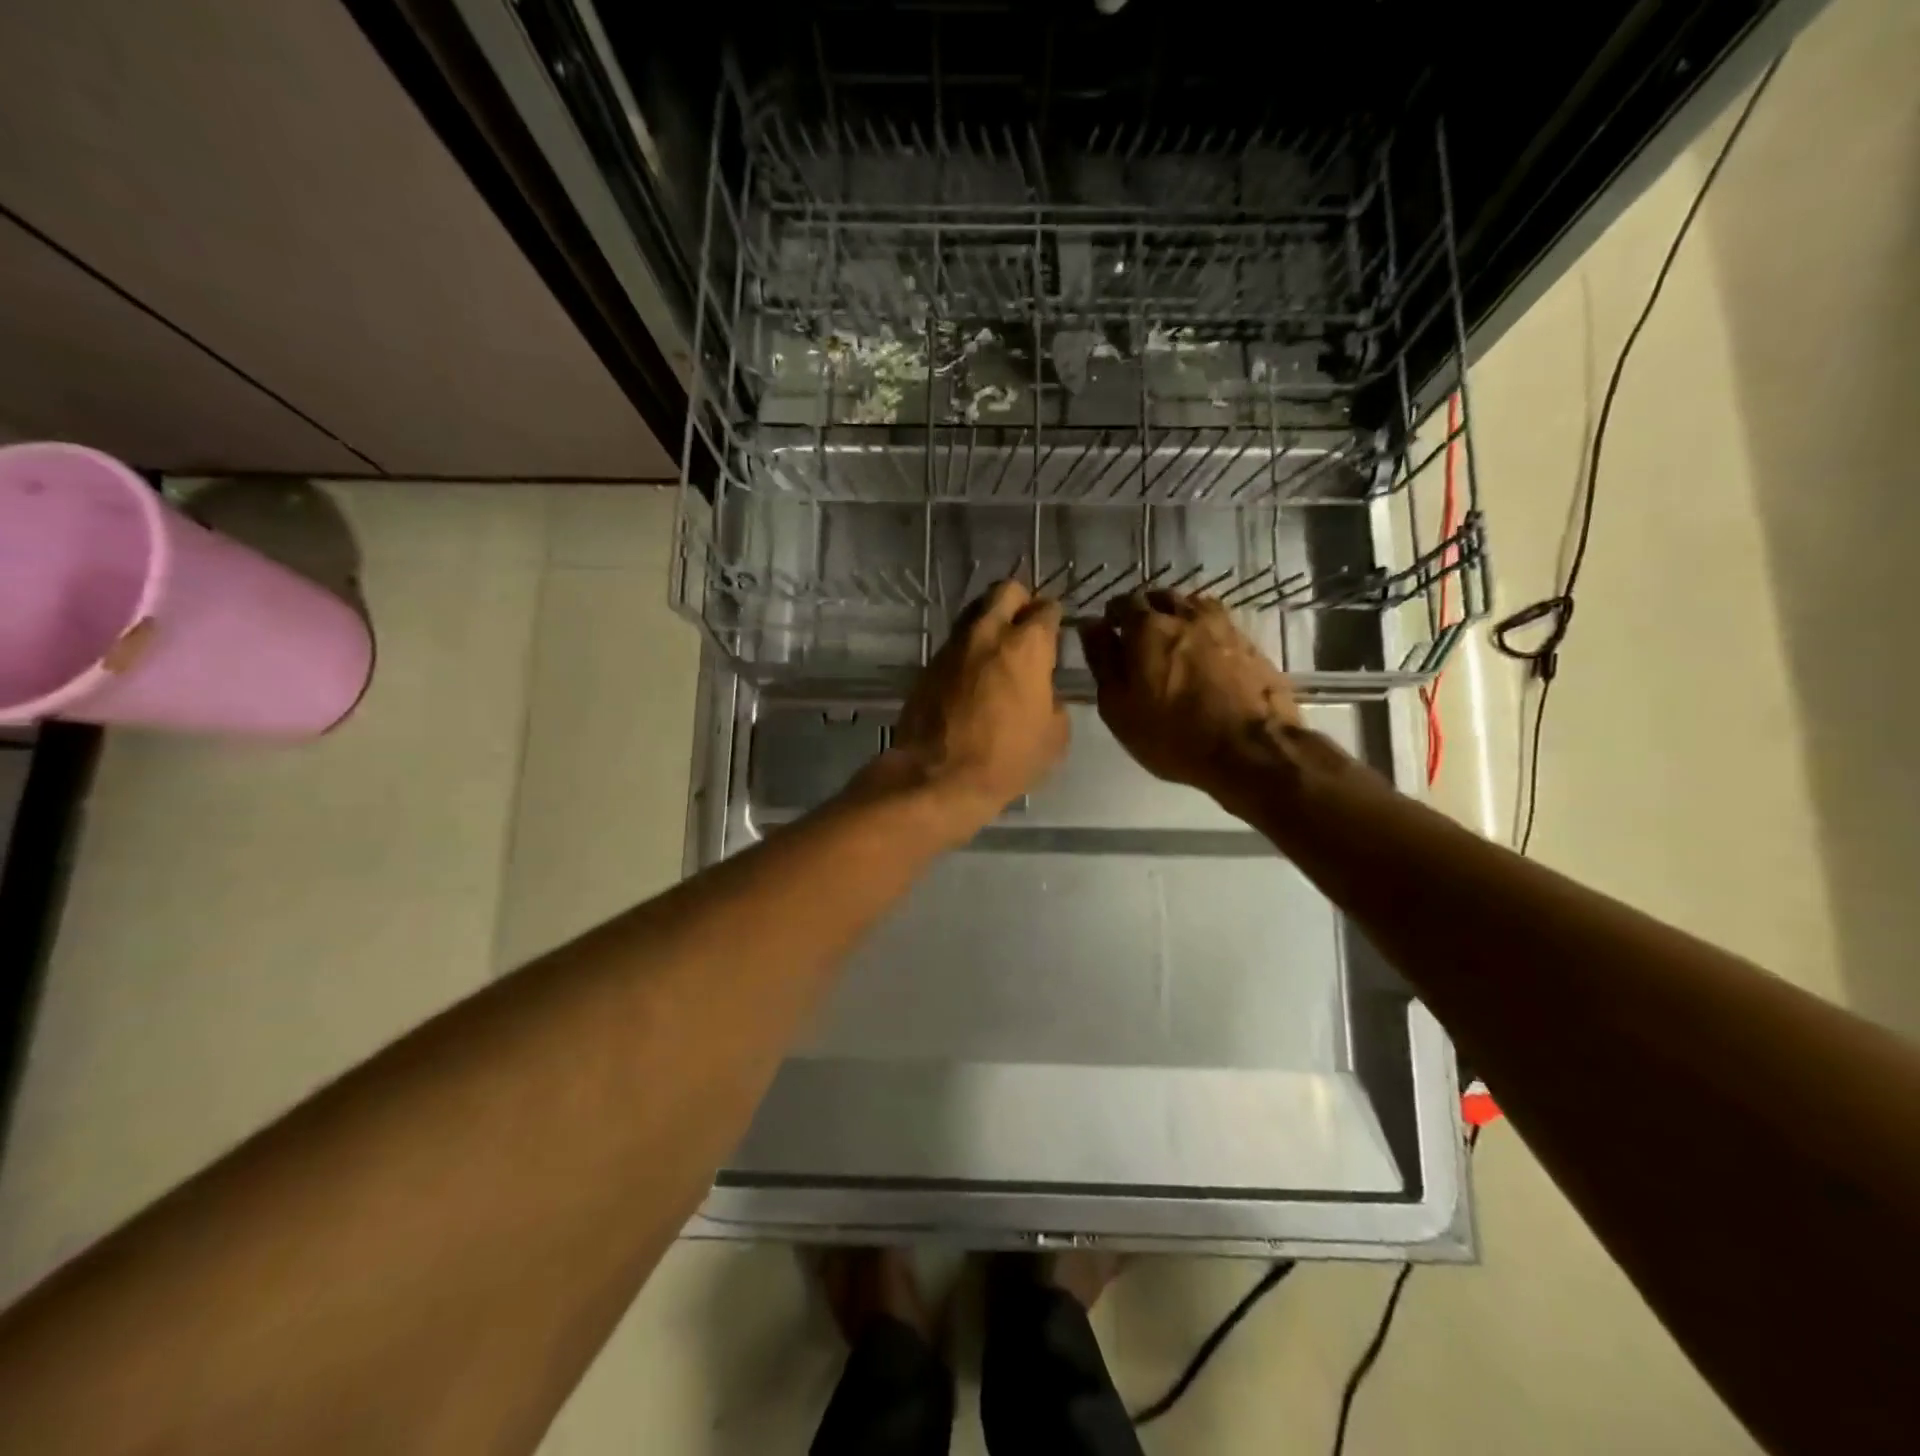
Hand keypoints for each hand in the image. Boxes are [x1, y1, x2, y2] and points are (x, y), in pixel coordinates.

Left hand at [877, 580, 1068, 836]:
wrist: (937, 777)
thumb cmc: (1006, 759)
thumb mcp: (1054, 737)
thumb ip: (1054, 701)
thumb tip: (1044, 692)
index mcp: (1026, 646)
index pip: (1046, 609)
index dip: (1054, 618)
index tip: (1055, 633)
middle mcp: (987, 634)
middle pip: (1005, 591)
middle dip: (1020, 601)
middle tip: (1026, 627)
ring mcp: (953, 647)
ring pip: (975, 612)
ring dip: (990, 622)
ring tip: (999, 650)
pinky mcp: (928, 665)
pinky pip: (955, 643)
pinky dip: (969, 649)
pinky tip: (974, 675)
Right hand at [1077, 591, 1300, 810]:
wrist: (1252, 751)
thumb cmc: (1172, 735)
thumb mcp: (1118, 706)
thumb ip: (1102, 660)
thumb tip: (1091, 626)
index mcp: (1147, 626)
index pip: (1121, 603)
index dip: (1112, 617)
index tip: (1109, 635)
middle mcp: (1185, 614)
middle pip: (1158, 599)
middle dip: (1144, 613)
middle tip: (1139, 642)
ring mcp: (1222, 625)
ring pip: (1191, 607)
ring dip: (1177, 618)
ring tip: (1172, 646)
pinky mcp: (1249, 643)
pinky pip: (1217, 625)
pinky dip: (1204, 633)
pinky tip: (1203, 656)